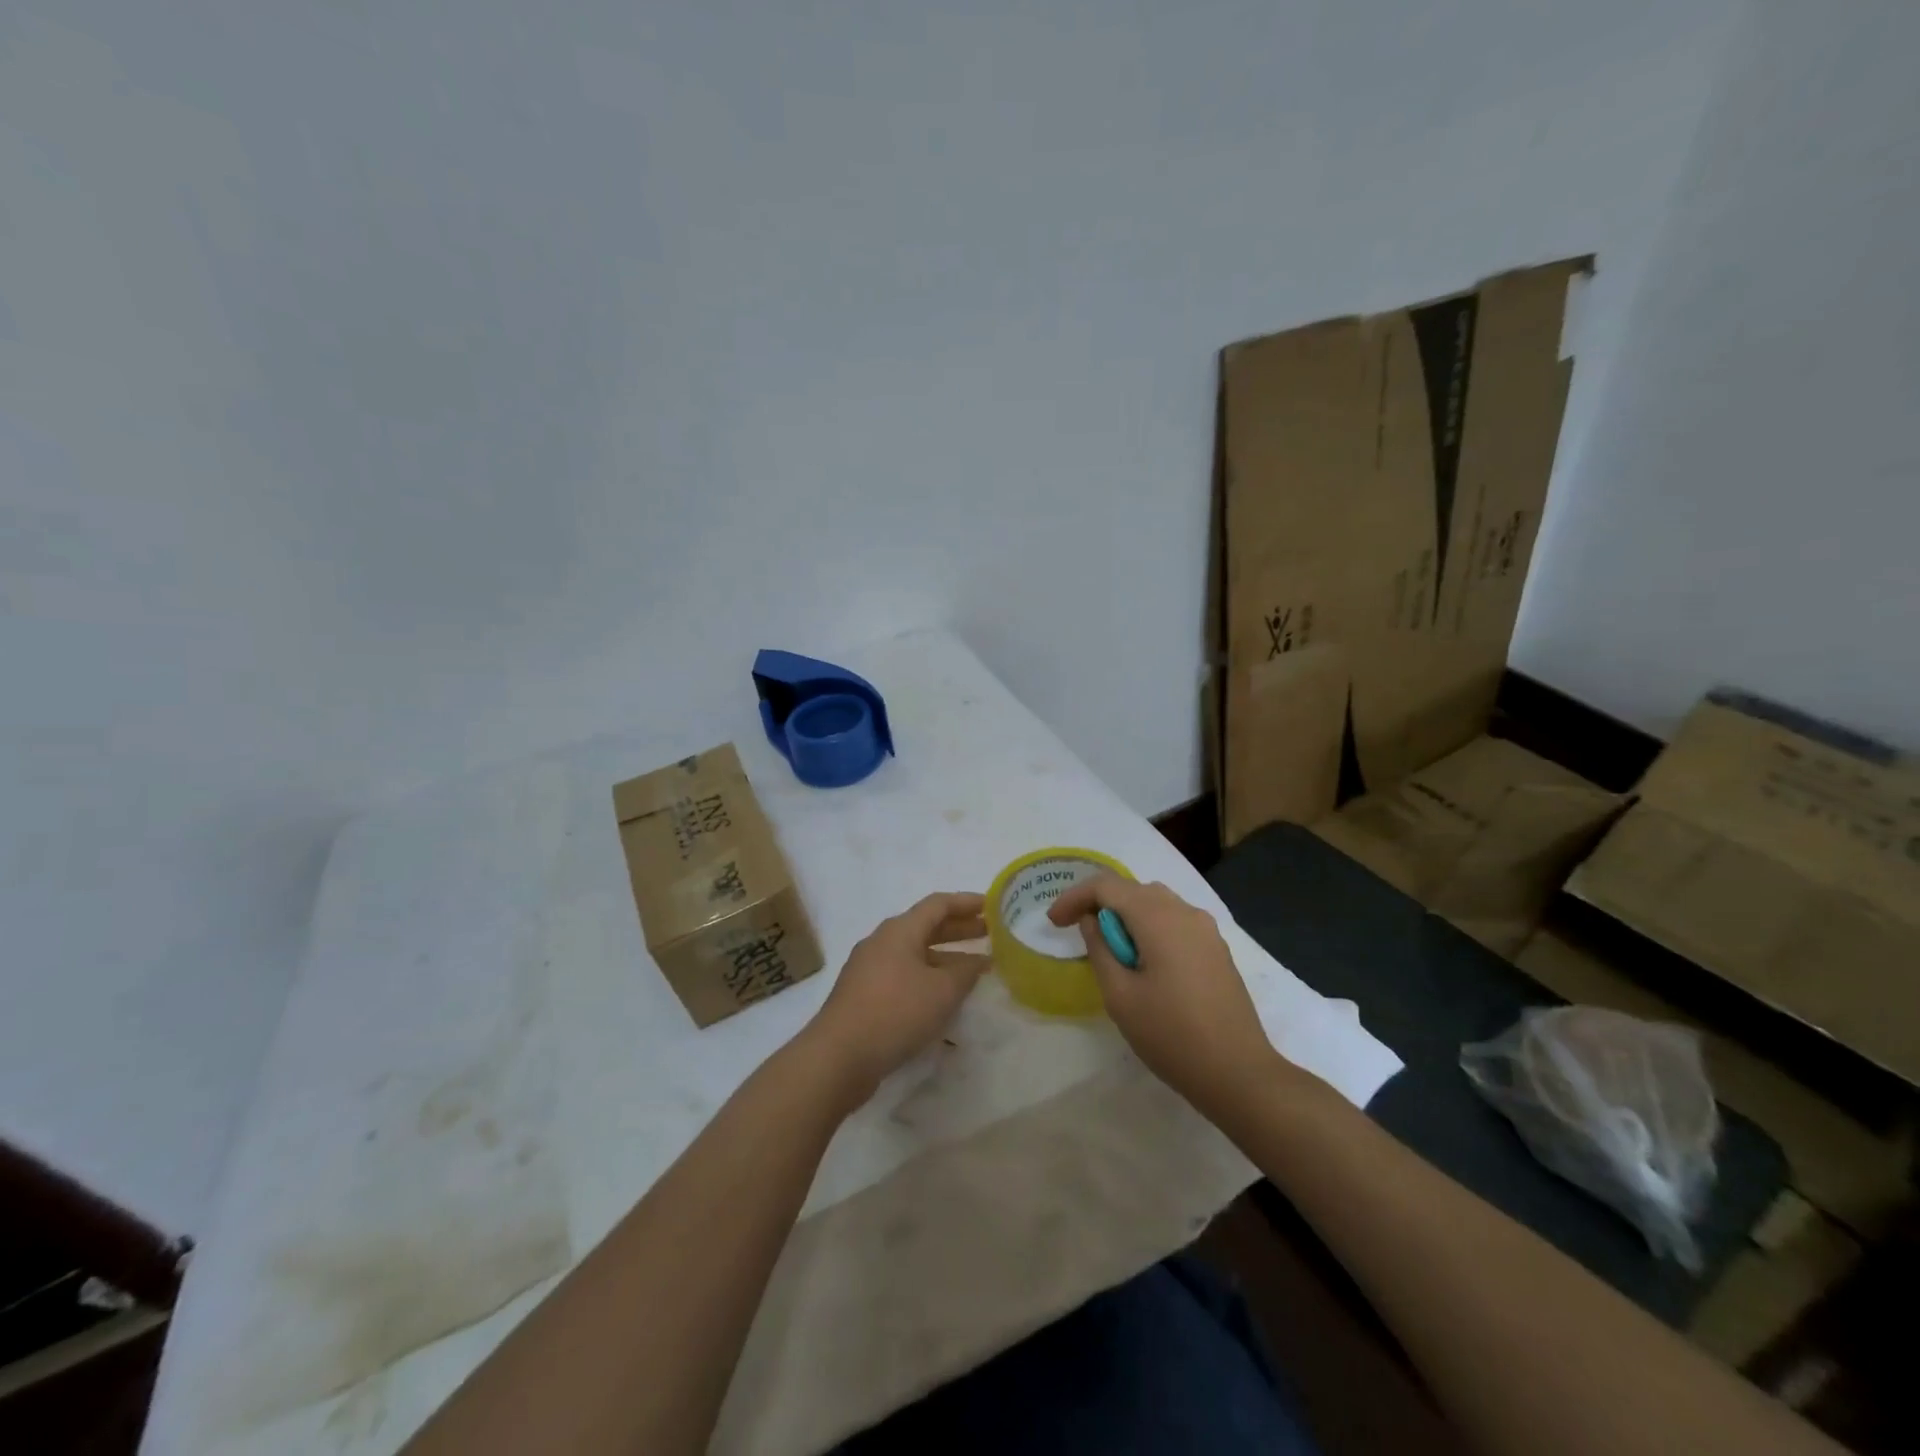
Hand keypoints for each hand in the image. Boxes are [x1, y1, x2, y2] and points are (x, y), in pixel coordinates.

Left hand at [802, 892, 988, 1107]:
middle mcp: (882, 942)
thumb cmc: (895, 1012)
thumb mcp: (942, 991)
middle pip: (926, 926)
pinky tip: (943, 997)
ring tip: (973, 968)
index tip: (993, 905)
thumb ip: (966, 972)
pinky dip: (928, 977)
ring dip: (945, 957)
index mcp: (899, 930)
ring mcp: (869, 969)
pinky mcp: (864, 995)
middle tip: (989, 934)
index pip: (938, 904)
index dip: (967, 902)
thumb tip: (979, 960)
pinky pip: (904, 975)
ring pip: (915, 953)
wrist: (838, 1056)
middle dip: (959, 929)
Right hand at [1048, 876, 1280, 1115]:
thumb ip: (1100, 949)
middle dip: (1099, 903)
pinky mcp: (1216, 949)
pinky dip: (1149, 928)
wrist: (1239, 1073)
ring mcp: (1206, 929)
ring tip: (1107, 947)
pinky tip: (1142, 960)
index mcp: (1158, 918)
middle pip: (1133, 889)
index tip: (1054, 923)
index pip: (1106, 886)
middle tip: (1075, 930)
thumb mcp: (1120, 996)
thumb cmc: (1171, 1035)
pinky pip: (1174, 921)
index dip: (1075, 897)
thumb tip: (1092, 920)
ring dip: (1125, 915)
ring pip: (1155, 903)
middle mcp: (1185, 912)